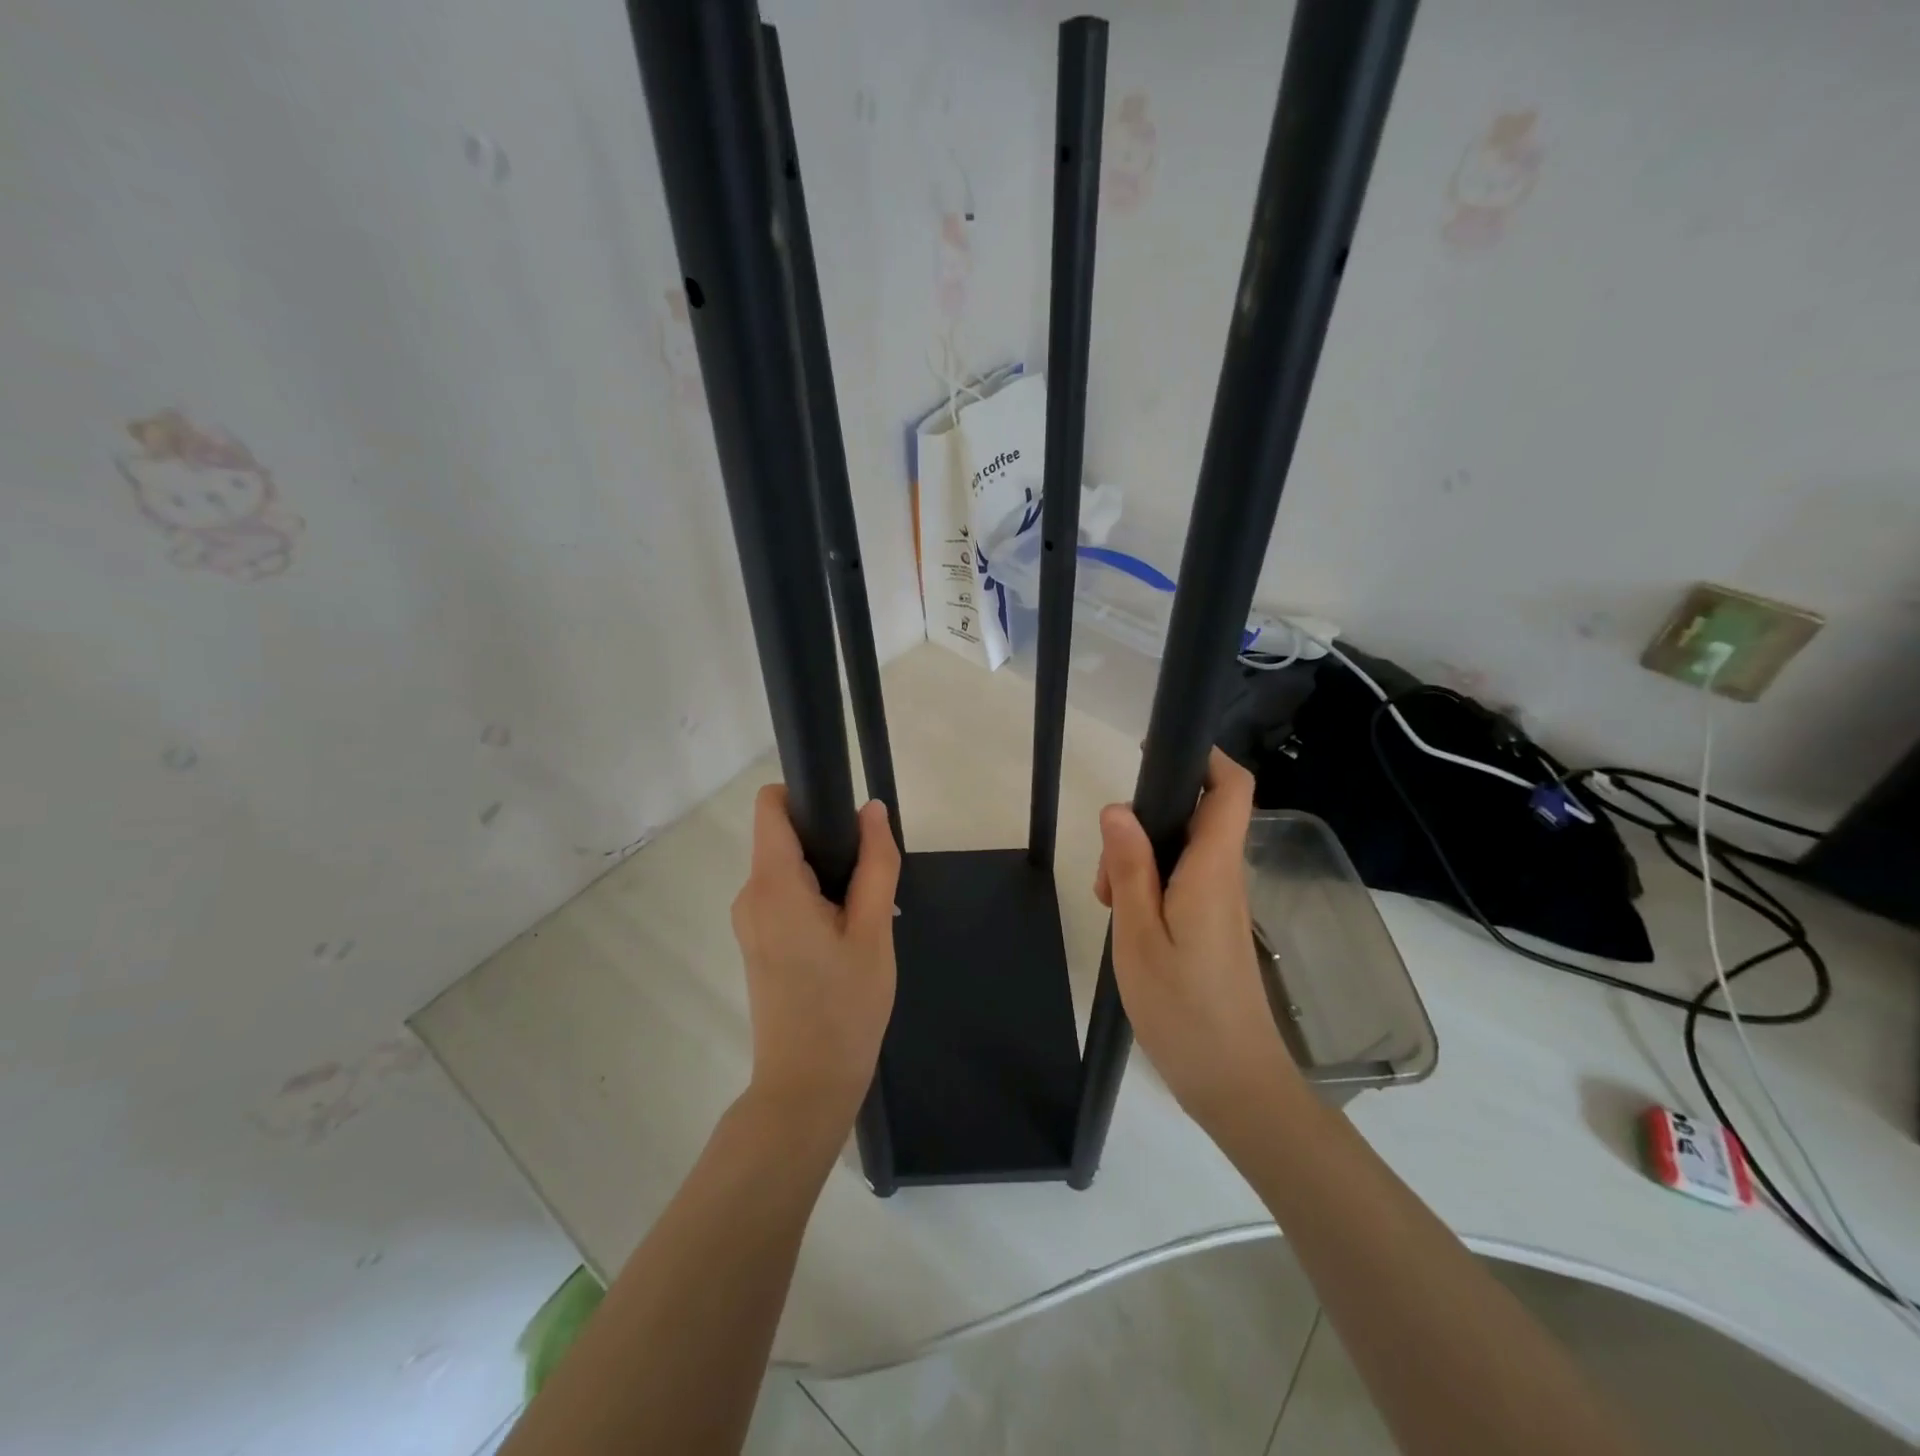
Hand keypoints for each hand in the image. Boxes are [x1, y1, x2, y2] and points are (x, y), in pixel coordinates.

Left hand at [731, 787, 899, 1129]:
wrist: (807, 1086)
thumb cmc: (845, 1006)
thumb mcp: (872, 930)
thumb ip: (875, 863)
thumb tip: (872, 809)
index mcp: (772, 885)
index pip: (770, 806)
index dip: (806, 796)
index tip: (846, 819)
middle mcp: (750, 895)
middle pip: (783, 837)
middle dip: (829, 844)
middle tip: (870, 885)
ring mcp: (749, 921)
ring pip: (788, 869)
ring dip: (827, 876)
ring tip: (863, 918)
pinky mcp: (756, 942)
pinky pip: (785, 897)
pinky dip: (816, 899)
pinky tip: (846, 937)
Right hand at [1095, 749, 1303, 1138]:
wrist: (1235, 1085)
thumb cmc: (1183, 1010)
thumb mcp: (1138, 936)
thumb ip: (1130, 868)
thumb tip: (1118, 808)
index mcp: (1213, 869)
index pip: (1231, 789)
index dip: (1204, 757)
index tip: (1157, 754)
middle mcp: (1226, 877)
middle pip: (1196, 816)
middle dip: (1147, 821)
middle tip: (1108, 871)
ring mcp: (1223, 903)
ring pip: (1184, 851)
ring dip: (1142, 860)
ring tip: (1111, 904)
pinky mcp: (1216, 926)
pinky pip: (1184, 882)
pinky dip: (1151, 887)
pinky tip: (1128, 924)